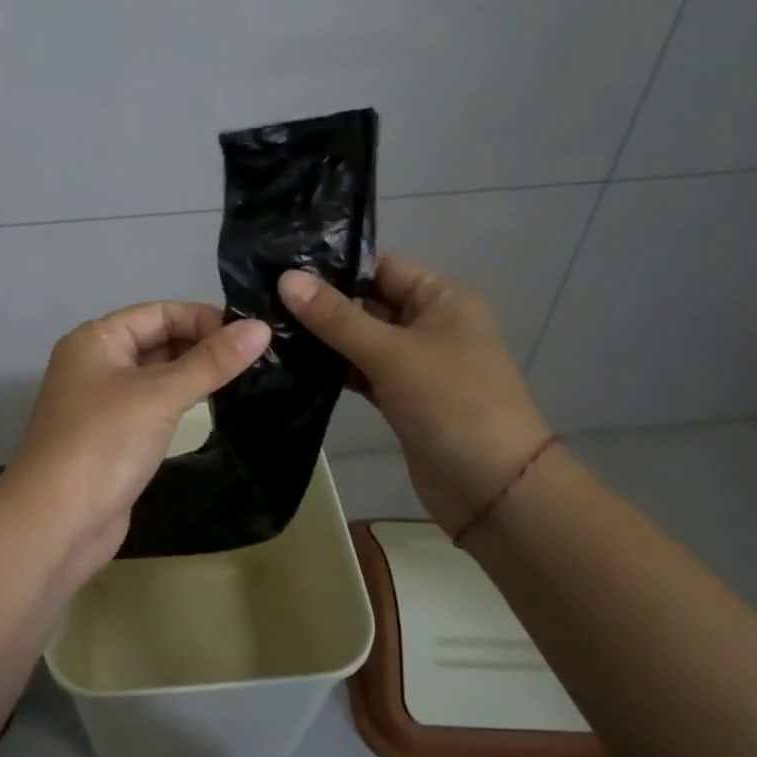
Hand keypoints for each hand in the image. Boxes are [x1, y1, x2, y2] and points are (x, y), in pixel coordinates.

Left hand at [1, 302, 270, 581]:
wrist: (56, 523)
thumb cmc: (104, 443)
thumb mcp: (160, 395)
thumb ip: (211, 362)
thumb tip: (260, 328)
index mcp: (96, 339)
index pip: (158, 313)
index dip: (203, 318)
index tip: (251, 334)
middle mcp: (95, 363)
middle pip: (157, 341)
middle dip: (202, 345)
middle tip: (258, 357)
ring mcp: (102, 403)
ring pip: (156, 376)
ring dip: (195, 375)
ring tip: (247, 378)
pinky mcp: (112, 438)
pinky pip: (153, 407)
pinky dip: (181, 403)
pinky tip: (214, 407)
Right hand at [279, 252, 550, 532]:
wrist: (495, 492)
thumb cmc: (452, 405)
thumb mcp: (391, 354)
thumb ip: (336, 317)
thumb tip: (285, 277)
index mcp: (440, 297)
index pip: (378, 265)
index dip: (331, 265)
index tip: (277, 265)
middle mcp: (428, 322)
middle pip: (366, 300)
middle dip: (319, 302)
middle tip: (261, 296)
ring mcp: (414, 361)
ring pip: (359, 337)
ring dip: (321, 336)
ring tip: (266, 325)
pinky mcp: (400, 395)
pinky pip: (360, 369)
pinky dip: (332, 367)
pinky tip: (290, 362)